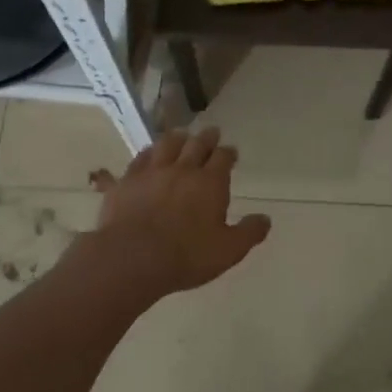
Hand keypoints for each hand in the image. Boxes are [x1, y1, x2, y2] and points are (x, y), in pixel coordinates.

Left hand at [87, 127, 270, 296]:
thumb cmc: (187, 256)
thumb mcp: (228, 250)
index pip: (223, 158)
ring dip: (176, 138)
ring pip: (165, 145)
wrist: (133, 258)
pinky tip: (138, 158)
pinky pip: (135, 161)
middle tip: (211, 133)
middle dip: (206, 138)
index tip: (231, 152)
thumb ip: (249, 232)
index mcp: (210, 183)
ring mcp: (151, 173)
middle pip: (196, 145)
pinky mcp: (125, 182)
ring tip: (180, 136)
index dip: (228, 153)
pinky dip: (142, 156)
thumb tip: (266, 219)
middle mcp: (182, 170)